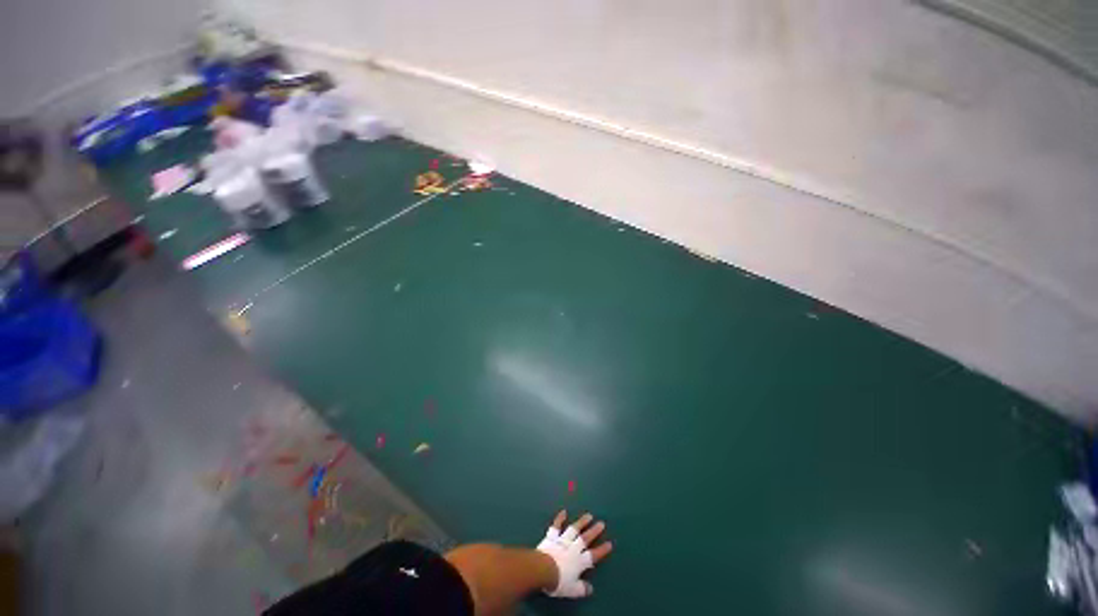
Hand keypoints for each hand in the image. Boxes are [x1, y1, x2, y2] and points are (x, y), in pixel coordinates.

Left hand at [536, 510, 612, 597]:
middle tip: (601, 523)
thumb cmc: (558, 581)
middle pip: (585, 538)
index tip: (609, 543)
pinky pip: (556, 526)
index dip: (602, 550)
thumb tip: (590, 589)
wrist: (542, 569)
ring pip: (574, 529)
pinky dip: (560, 518)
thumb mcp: (572, 590)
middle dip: (594, 531)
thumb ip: (581, 589)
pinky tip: (563, 512)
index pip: (593, 555)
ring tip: (589, 515)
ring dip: (582, 522)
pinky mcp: (552, 537)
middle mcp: (573, 548)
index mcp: (579, 562)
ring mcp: (563, 540)